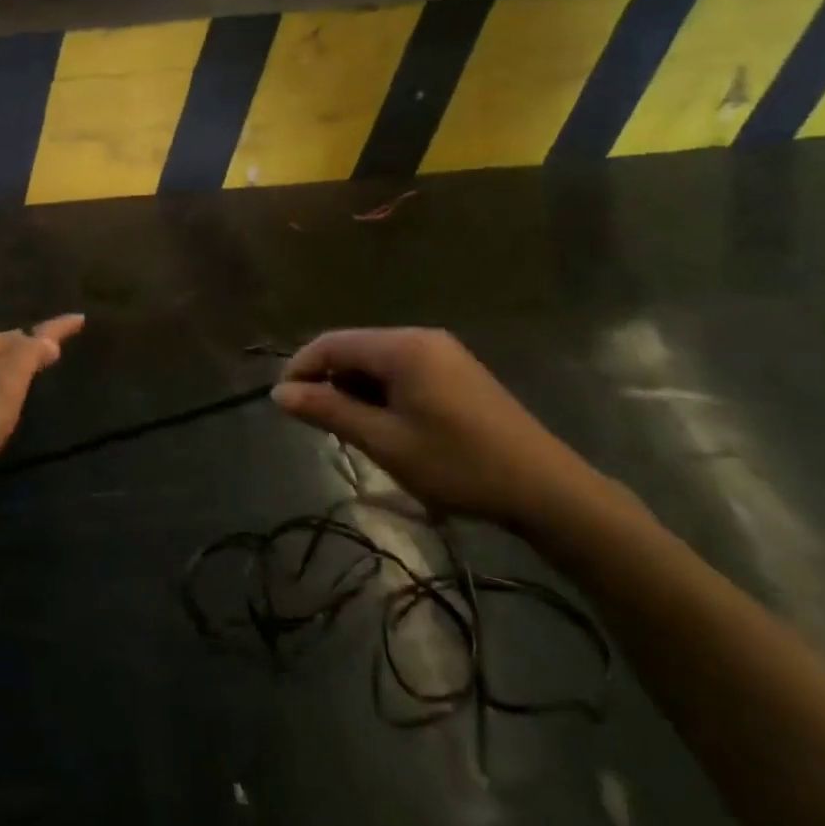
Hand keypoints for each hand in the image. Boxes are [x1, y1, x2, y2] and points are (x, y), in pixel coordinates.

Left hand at [0, 316, 84, 517]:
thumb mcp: (4, 386)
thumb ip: (27, 357)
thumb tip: (46, 337)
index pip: (26, 332)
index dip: (56, 328)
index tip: (80, 318)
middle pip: (2, 347)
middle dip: (27, 346)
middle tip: (53, 349)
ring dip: (8, 370)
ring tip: (28, 377)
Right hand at [272, 328, 598, 530]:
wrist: (545, 488)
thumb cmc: (458, 464)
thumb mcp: (385, 441)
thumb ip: (329, 411)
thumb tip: (280, 393)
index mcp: (402, 346)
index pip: (332, 343)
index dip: (301, 369)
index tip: (284, 405)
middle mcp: (420, 337)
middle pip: (355, 349)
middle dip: (329, 382)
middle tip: (320, 427)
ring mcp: (443, 352)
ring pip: (378, 361)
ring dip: (355, 390)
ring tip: (354, 433)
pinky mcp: (457, 371)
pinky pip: (402, 371)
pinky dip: (382, 393)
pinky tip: (387, 426)